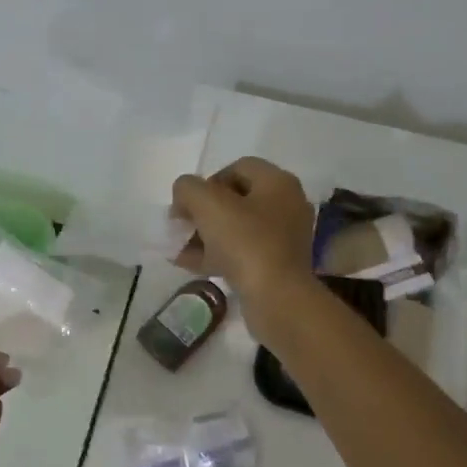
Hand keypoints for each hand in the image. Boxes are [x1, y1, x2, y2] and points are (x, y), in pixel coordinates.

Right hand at [170, 158, 315, 331]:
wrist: (277, 298)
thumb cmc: (245, 242)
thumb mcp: (208, 204)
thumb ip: (188, 188)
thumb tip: (185, 194)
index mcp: (278, 182)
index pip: (237, 168)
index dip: (207, 181)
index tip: (188, 205)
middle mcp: (287, 205)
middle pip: (236, 199)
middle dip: (203, 211)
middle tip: (182, 226)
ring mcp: (285, 238)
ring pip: (237, 228)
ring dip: (206, 235)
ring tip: (179, 248)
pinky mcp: (278, 266)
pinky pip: (242, 252)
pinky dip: (217, 255)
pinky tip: (189, 264)